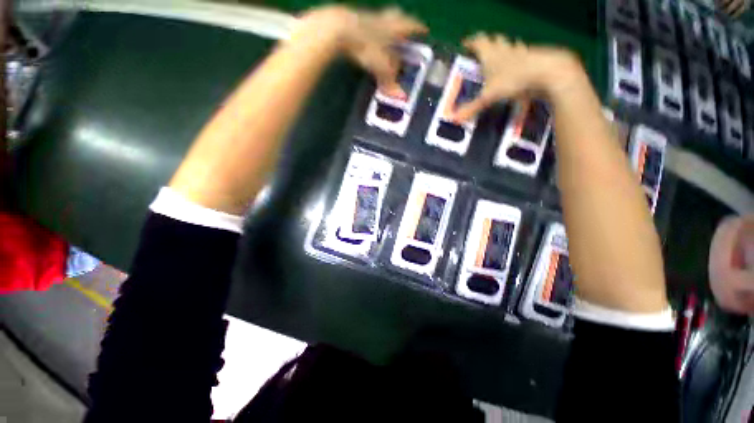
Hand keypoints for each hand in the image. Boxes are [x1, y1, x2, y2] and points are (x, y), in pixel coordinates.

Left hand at [297, 6, 427, 97]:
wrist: (339, 30)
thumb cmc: (366, 46)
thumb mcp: (381, 67)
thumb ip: (391, 81)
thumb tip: (401, 96)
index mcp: (393, 28)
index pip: (410, 26)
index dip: (418, 28)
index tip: (425, 30)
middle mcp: (382, 21)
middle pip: (396, 18)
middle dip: (402, 23)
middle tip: (406, 31)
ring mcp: (366, 20)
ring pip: (381, 22)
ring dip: (386, 28)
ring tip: (388, 39)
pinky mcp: (353, 24)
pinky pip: (367, 28)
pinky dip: (372, 35)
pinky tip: (368, 42)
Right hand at [453, 33, 582, 121]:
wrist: (546, 73)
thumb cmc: (513, 80)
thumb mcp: (488, 97)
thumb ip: (471, 108)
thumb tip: (453, 120)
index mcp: (490, 54)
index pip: (478, 41)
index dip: (470, 42)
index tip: (464, 45)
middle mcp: (504, 49)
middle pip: (494, 39)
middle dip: (487, 43)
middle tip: (481, 52)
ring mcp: (520, 50)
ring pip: (509, 44)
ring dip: (503, 47)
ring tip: (498, 57)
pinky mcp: (532, 56)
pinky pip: (522, 52)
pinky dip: (517, 56)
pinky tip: (517, 64)